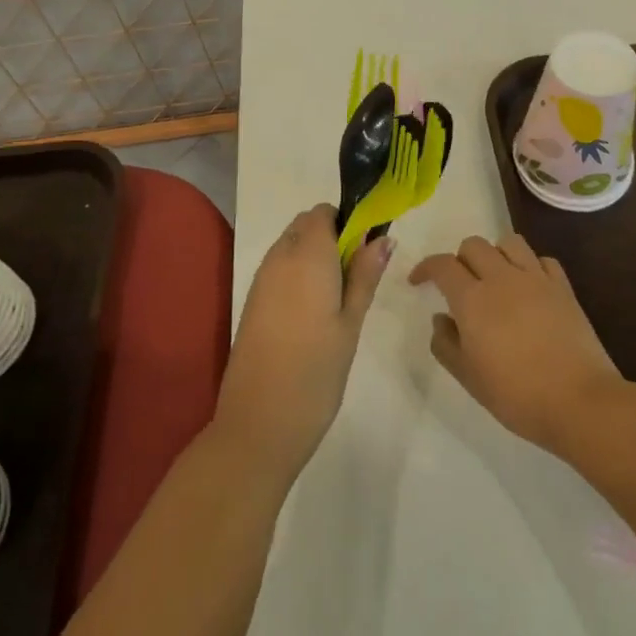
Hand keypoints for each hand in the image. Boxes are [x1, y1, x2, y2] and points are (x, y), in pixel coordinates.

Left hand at [212, 205, 392, 483]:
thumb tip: (383, 238)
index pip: (325, 212)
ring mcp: (261, 279)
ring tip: (340, 297)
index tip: (369, 249)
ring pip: (291, 245)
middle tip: (358, 275)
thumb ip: (365, 276)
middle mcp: (280, 258)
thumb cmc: (316, 373)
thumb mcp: (351, 323)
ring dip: (315, 254)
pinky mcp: (252, 301)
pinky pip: (279, 267)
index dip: (349, 221)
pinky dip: (298, 273)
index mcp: (307, 256)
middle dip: (333, 236)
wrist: (259, 423)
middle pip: (306, 225)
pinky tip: (314, 311)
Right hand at [411, 233, 625, 457]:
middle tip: (459, 285)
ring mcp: (536, 279)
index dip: (426, 268)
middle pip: (474, 245)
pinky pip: (542, 260)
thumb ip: (446, 343)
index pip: (442, 265)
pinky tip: (529, 287)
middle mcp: (502, 278)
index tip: (418, 281)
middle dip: (460, 259)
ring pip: (510, 242)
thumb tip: (441, 319)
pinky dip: (530, 266)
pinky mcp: (564, 287)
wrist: (579, 401)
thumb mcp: (468, 377)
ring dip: (495, 254)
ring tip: (494, 278)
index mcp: (472, 299)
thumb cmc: (516, 395)